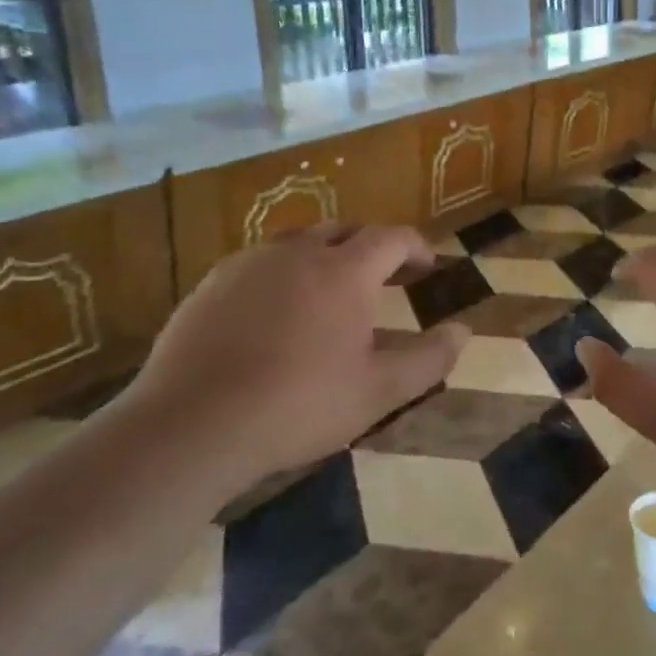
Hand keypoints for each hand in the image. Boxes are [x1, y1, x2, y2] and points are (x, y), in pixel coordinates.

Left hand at [119, 226, 466, 501]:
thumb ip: (428, 359)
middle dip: (371, 245)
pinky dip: (282, 272)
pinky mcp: (212, 282)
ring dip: (325, 253)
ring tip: (330, 287)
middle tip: (384, 273)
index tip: (428, 264)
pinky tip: (275, 308)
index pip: (392, 238)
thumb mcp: (378, 391)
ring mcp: (251, 263)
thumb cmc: (299, 406)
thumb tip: (464, 331)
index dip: (416, 246)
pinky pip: (260, 262)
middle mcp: (300, 252)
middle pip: (345, 230)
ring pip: (299, 241)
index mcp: (345, 271)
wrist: (192, 425)